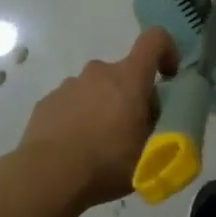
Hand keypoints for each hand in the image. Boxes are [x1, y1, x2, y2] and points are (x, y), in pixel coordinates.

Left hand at [17, 28, 178, 205]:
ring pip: (96, 89)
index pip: (155, 39)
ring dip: (103, 107)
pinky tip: (74, 147)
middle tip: (132, 129)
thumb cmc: (107, 163)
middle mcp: (98, 72)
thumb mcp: (150, 153)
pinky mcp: (46, 102)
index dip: (167, 50)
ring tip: (99, 144)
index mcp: (129, 78)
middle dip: (131, 94)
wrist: (48, 177)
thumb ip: (159, 127)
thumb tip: (155, 117)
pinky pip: (72, 103)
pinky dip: (78, 117)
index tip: (169, 77)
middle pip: (124, 73)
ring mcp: (69, 85)